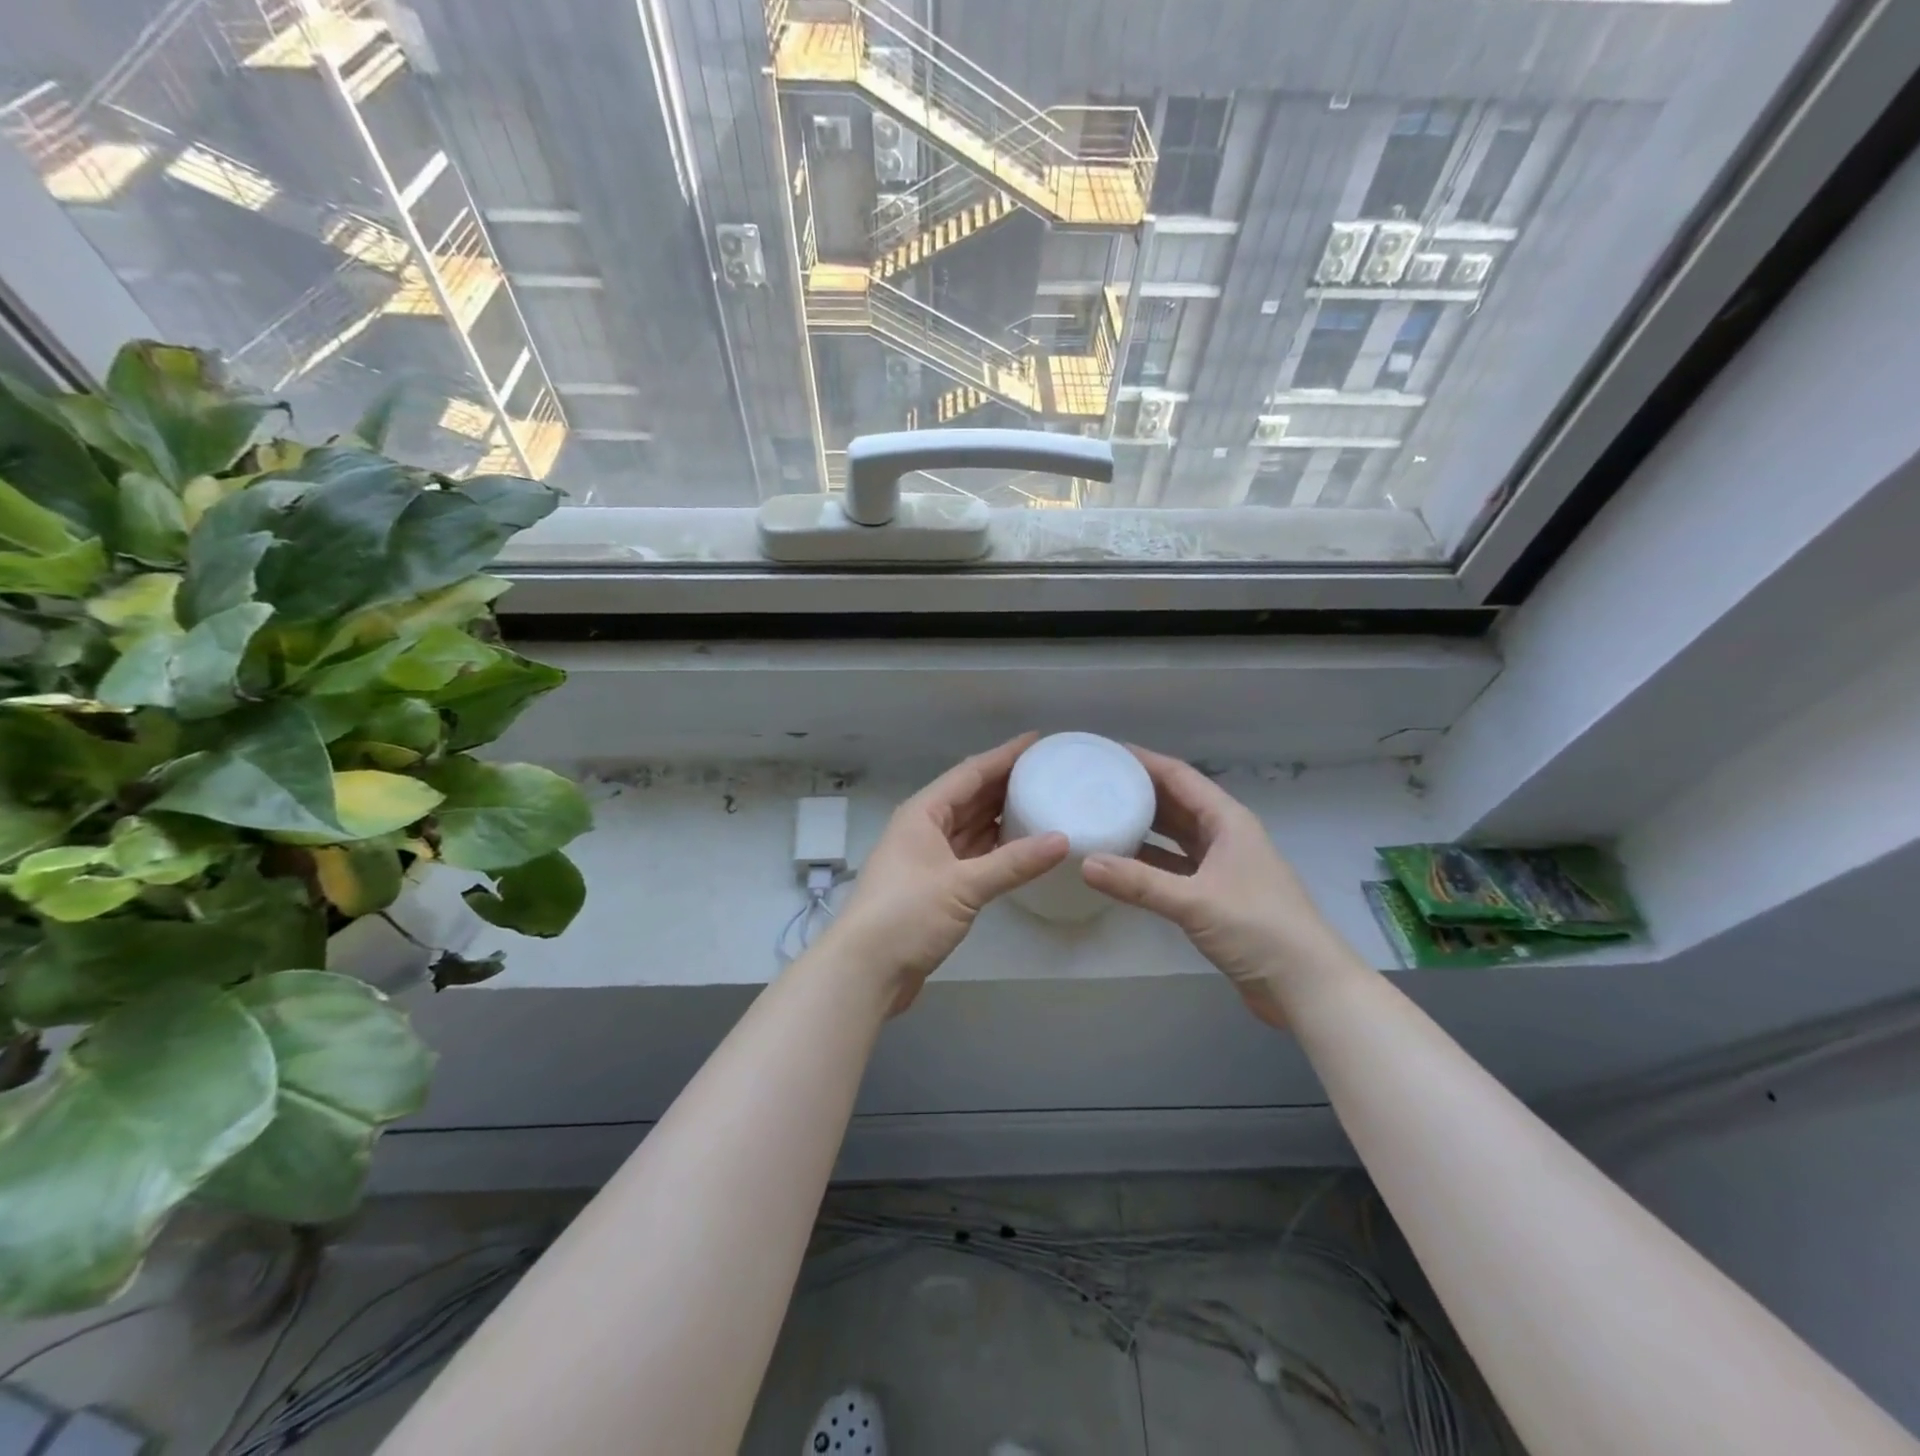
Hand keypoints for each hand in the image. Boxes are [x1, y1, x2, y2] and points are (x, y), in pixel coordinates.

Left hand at [823, 734, 1068, 1013]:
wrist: (865, 971)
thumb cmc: (906, 915)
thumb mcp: (963, 886)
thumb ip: (1014, 862)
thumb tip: (1063, 840)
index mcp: (923, 813)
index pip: (970, 773)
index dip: (1004, 756)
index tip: (1038, 741)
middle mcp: (924, 828)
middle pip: (970, 797)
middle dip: (1006, 783)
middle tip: (1048, 771)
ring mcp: (928, 858)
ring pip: (970, 826)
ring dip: (1001, 816)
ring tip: (1042, 802)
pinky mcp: (934, 887)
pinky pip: (972, 855)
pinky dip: (995, 849)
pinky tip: (1022, 847)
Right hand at [1081, 746, 1356, 1026]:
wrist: (1307, 985)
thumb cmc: (1259, 928)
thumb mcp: (1194, 902)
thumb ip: (1138, 882)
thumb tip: (1085, 862)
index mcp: (1228, 821)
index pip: (1179, 777)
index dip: (1144, 761)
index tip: (1106, 752)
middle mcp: (1225, 836)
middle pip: (1176, 803)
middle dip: (1138, 792)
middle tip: (1095, 784)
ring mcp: (1222, 867)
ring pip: (1174, 836)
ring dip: (1143, 828)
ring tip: (1101, 818)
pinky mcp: (1216, 896)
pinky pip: (1174, 867)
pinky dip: (1149, 863)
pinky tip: (1120, 865)